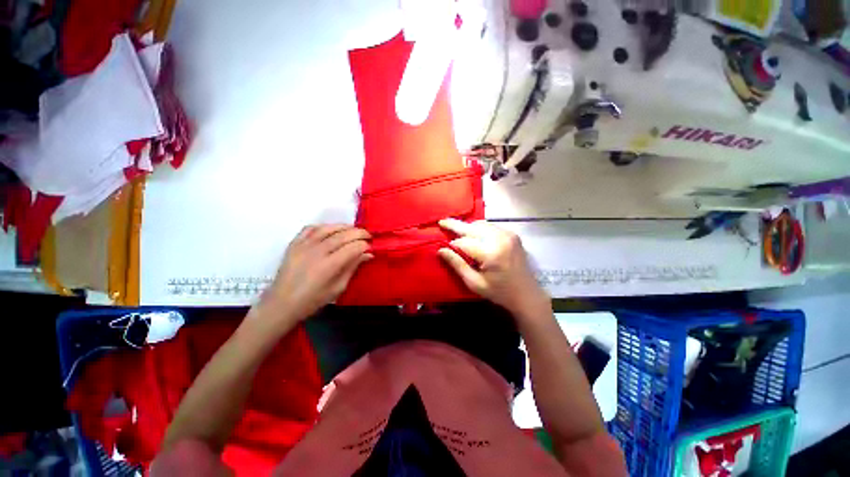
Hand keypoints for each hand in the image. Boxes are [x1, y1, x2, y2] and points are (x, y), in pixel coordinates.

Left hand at [259, 224, 371, 325]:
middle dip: (359, 233)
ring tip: (353, 230)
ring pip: (328, 228)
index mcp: (329, 265)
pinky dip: (323, 226)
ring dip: (344, 227)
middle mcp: (317, 251)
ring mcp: (304, 245)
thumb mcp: (338, 288)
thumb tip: (368, 254)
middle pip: (343, 235)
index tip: (371, 247)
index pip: (353, 247)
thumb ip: (352, 268)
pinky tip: (331, 230)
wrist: (281, 304)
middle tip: (368, 235)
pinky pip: (310, 228)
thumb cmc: (312, 300)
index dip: (365, 245)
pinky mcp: (294, 244)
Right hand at [438, 219, 548, 316]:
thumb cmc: (499, 292)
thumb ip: (457, 264)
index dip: (452, 244)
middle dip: (456, 225)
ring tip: (457, 230)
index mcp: (490, 253)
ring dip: (468, 226)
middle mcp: (500, 239)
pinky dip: (479, 228)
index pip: (463, 242)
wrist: (527, 294)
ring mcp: (508, 234)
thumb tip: (441, 250)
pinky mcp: (512, 234)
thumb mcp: (474, 283)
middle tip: (442, 222)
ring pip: (481, 224)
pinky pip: (491, 226)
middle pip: (472, 227)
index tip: (443, 248)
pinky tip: (474, 234)